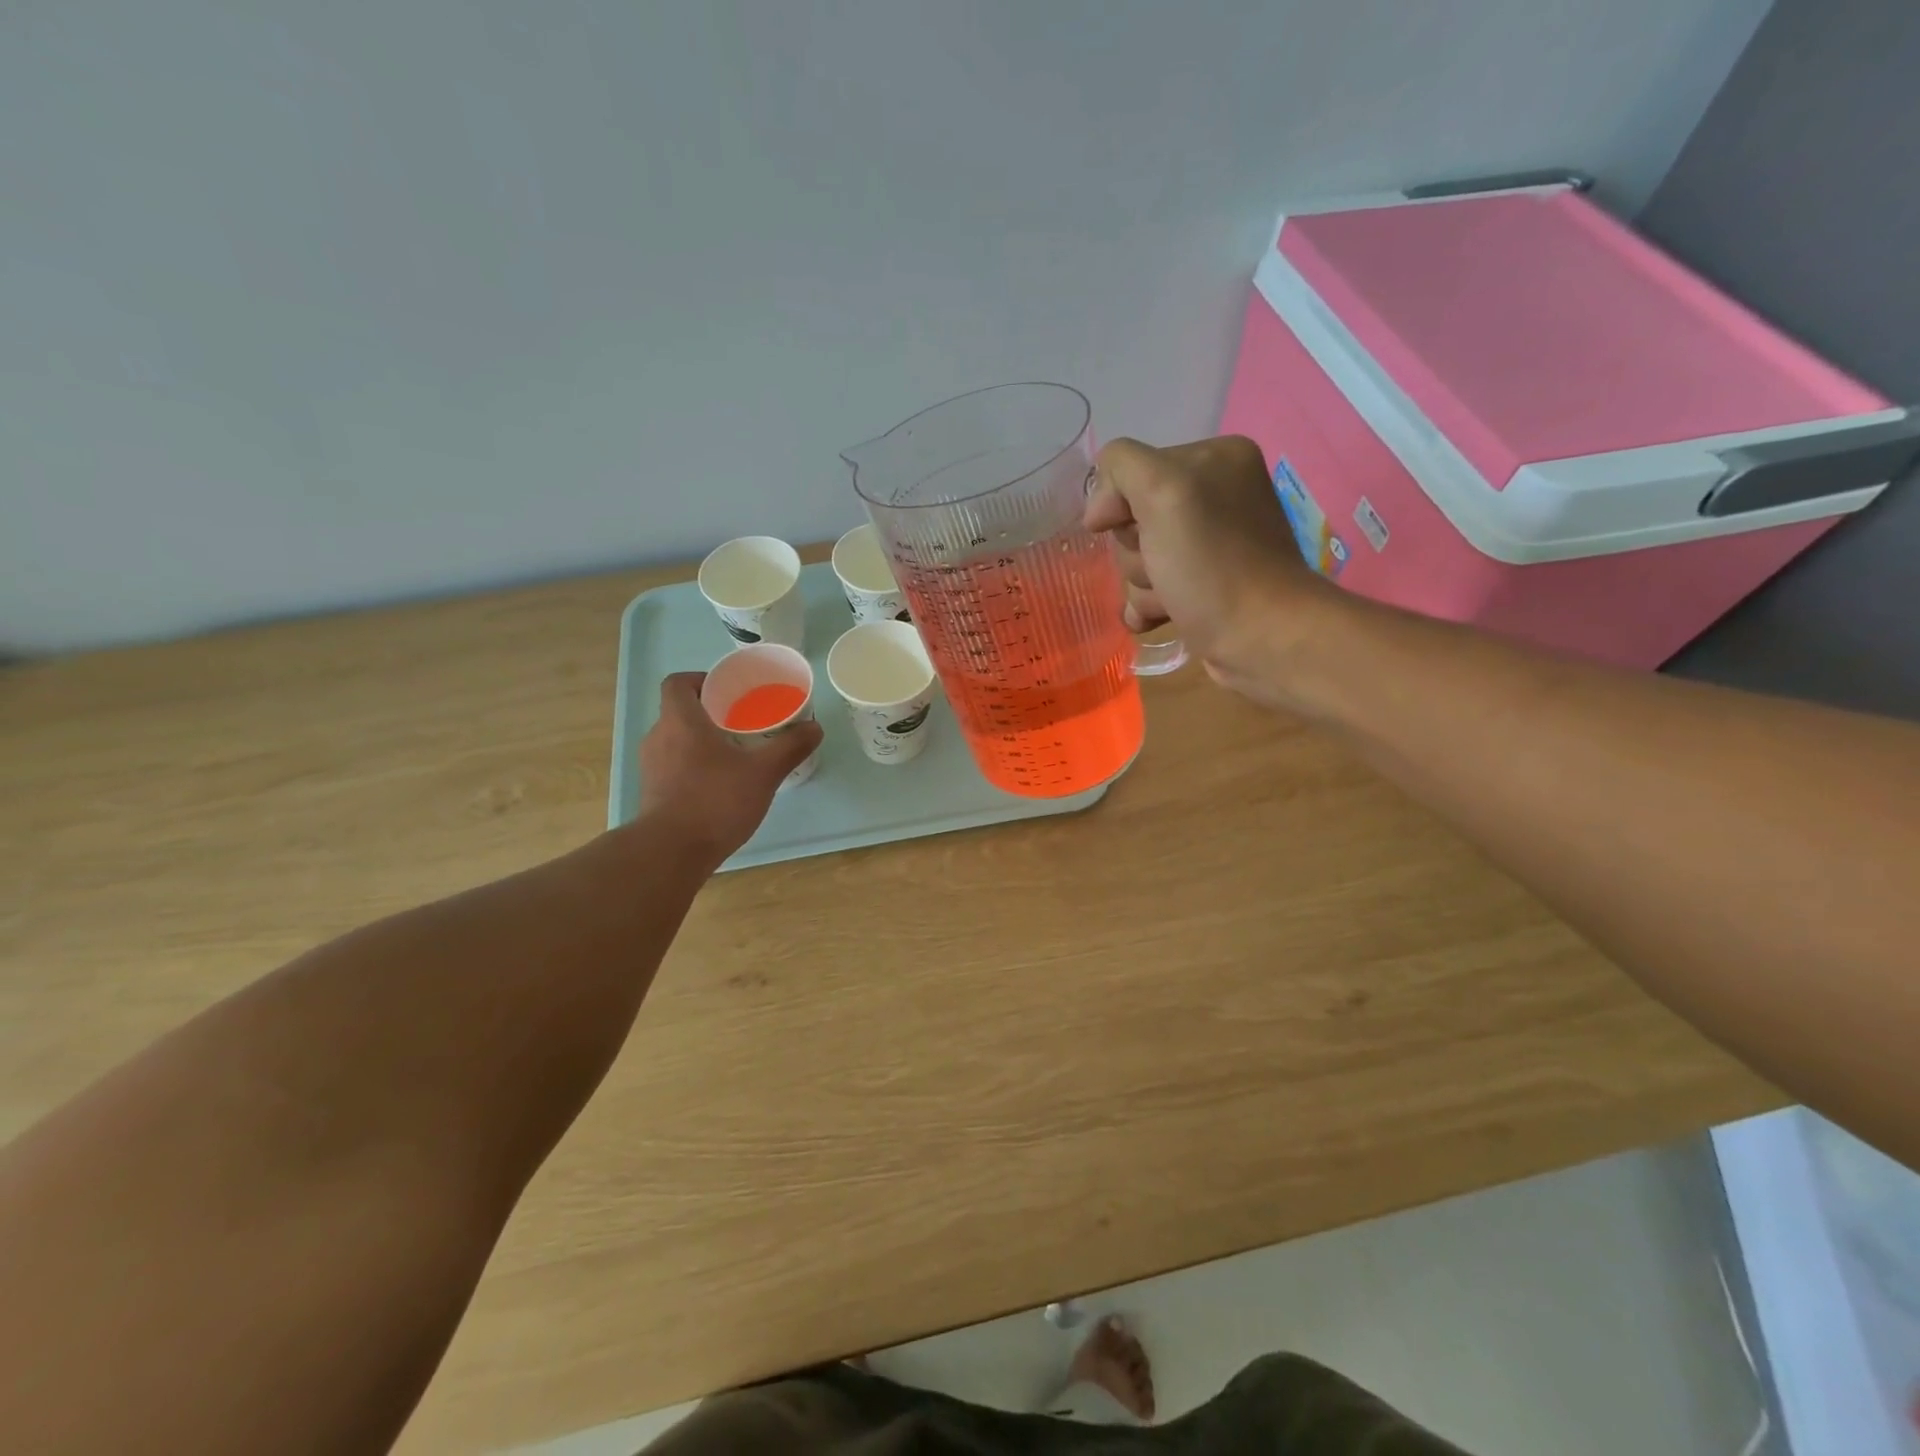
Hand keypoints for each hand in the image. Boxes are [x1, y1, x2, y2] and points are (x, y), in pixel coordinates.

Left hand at [637, 672, 823, 864]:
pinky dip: (693, 766)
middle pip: (679, 711)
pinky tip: (720, 784)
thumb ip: (790, 747)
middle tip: (742, 722)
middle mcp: (659, 738)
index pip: (677, 683)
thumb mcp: (763, 772)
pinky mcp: (653, 793)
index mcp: (680, 721)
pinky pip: (673, 766)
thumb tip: (815, 727)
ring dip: (701, 741)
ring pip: (676, 740)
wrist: (672, 852)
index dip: (700, 680)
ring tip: (735, 754)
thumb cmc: (716, 800)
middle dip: (710, 713)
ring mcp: (651, 767)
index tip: (727, 691)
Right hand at [1085, 435, 1332, 709]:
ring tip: (1170, 599)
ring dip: (1142, 584)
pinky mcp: (1204, 584)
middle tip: (1162, 568)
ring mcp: (1209, 543)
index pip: (1130, 471)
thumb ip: (1122, 468)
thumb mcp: (1164, 490)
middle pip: (1132, 518)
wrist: (1261, 639)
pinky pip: (1151, 587)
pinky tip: (1159, 617)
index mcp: (1214, 458)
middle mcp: (1215, 494)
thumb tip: (1099, 511)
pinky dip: (1147, 605)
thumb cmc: (1212, 564)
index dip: (1124, 508)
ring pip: (1137, 557)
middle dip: (1136, 552)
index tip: (1144, 533)